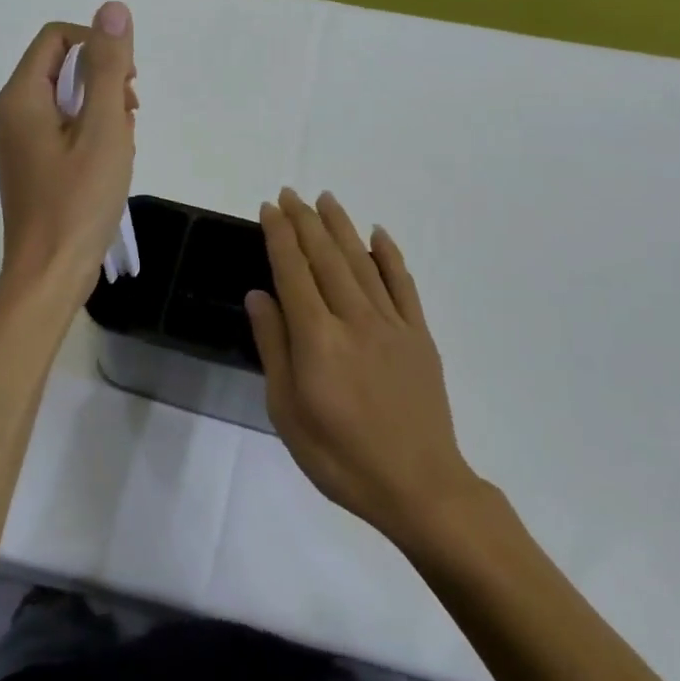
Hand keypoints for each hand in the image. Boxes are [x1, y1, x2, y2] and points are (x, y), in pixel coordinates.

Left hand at [0, 3, 136, 303]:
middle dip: (103, 82)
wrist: (49, 274)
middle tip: (130, 116)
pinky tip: (110, 164)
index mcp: (21, 97)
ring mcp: (19, 143)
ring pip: (66, 101)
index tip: (127, 83)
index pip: (57, 38)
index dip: (98, 47)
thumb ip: (108, 67)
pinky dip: (90, 135)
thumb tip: (112, 8)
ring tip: (123, 145)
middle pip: (61, 68)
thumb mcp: (104, 128)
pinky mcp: (31, 167)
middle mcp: (12, 113)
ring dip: (101, 111)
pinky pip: (63, 131)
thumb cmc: (79, 201)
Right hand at [247, 189, 478, 543]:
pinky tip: (378, 233)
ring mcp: (392, 324)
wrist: (419, 487)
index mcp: (318, 339)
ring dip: (342, 227)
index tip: (269, 208)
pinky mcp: (419, 336)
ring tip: (326, 199)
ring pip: (362, 262)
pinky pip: (403, 285)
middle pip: (326, 257)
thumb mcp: (288, 413)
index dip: (280, 236)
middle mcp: (354, 319)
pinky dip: (390, 255)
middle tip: (291, 193)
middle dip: (305, 221)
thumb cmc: (340, 457)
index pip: (293, 272)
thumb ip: (274, 348)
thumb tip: (259, 295)